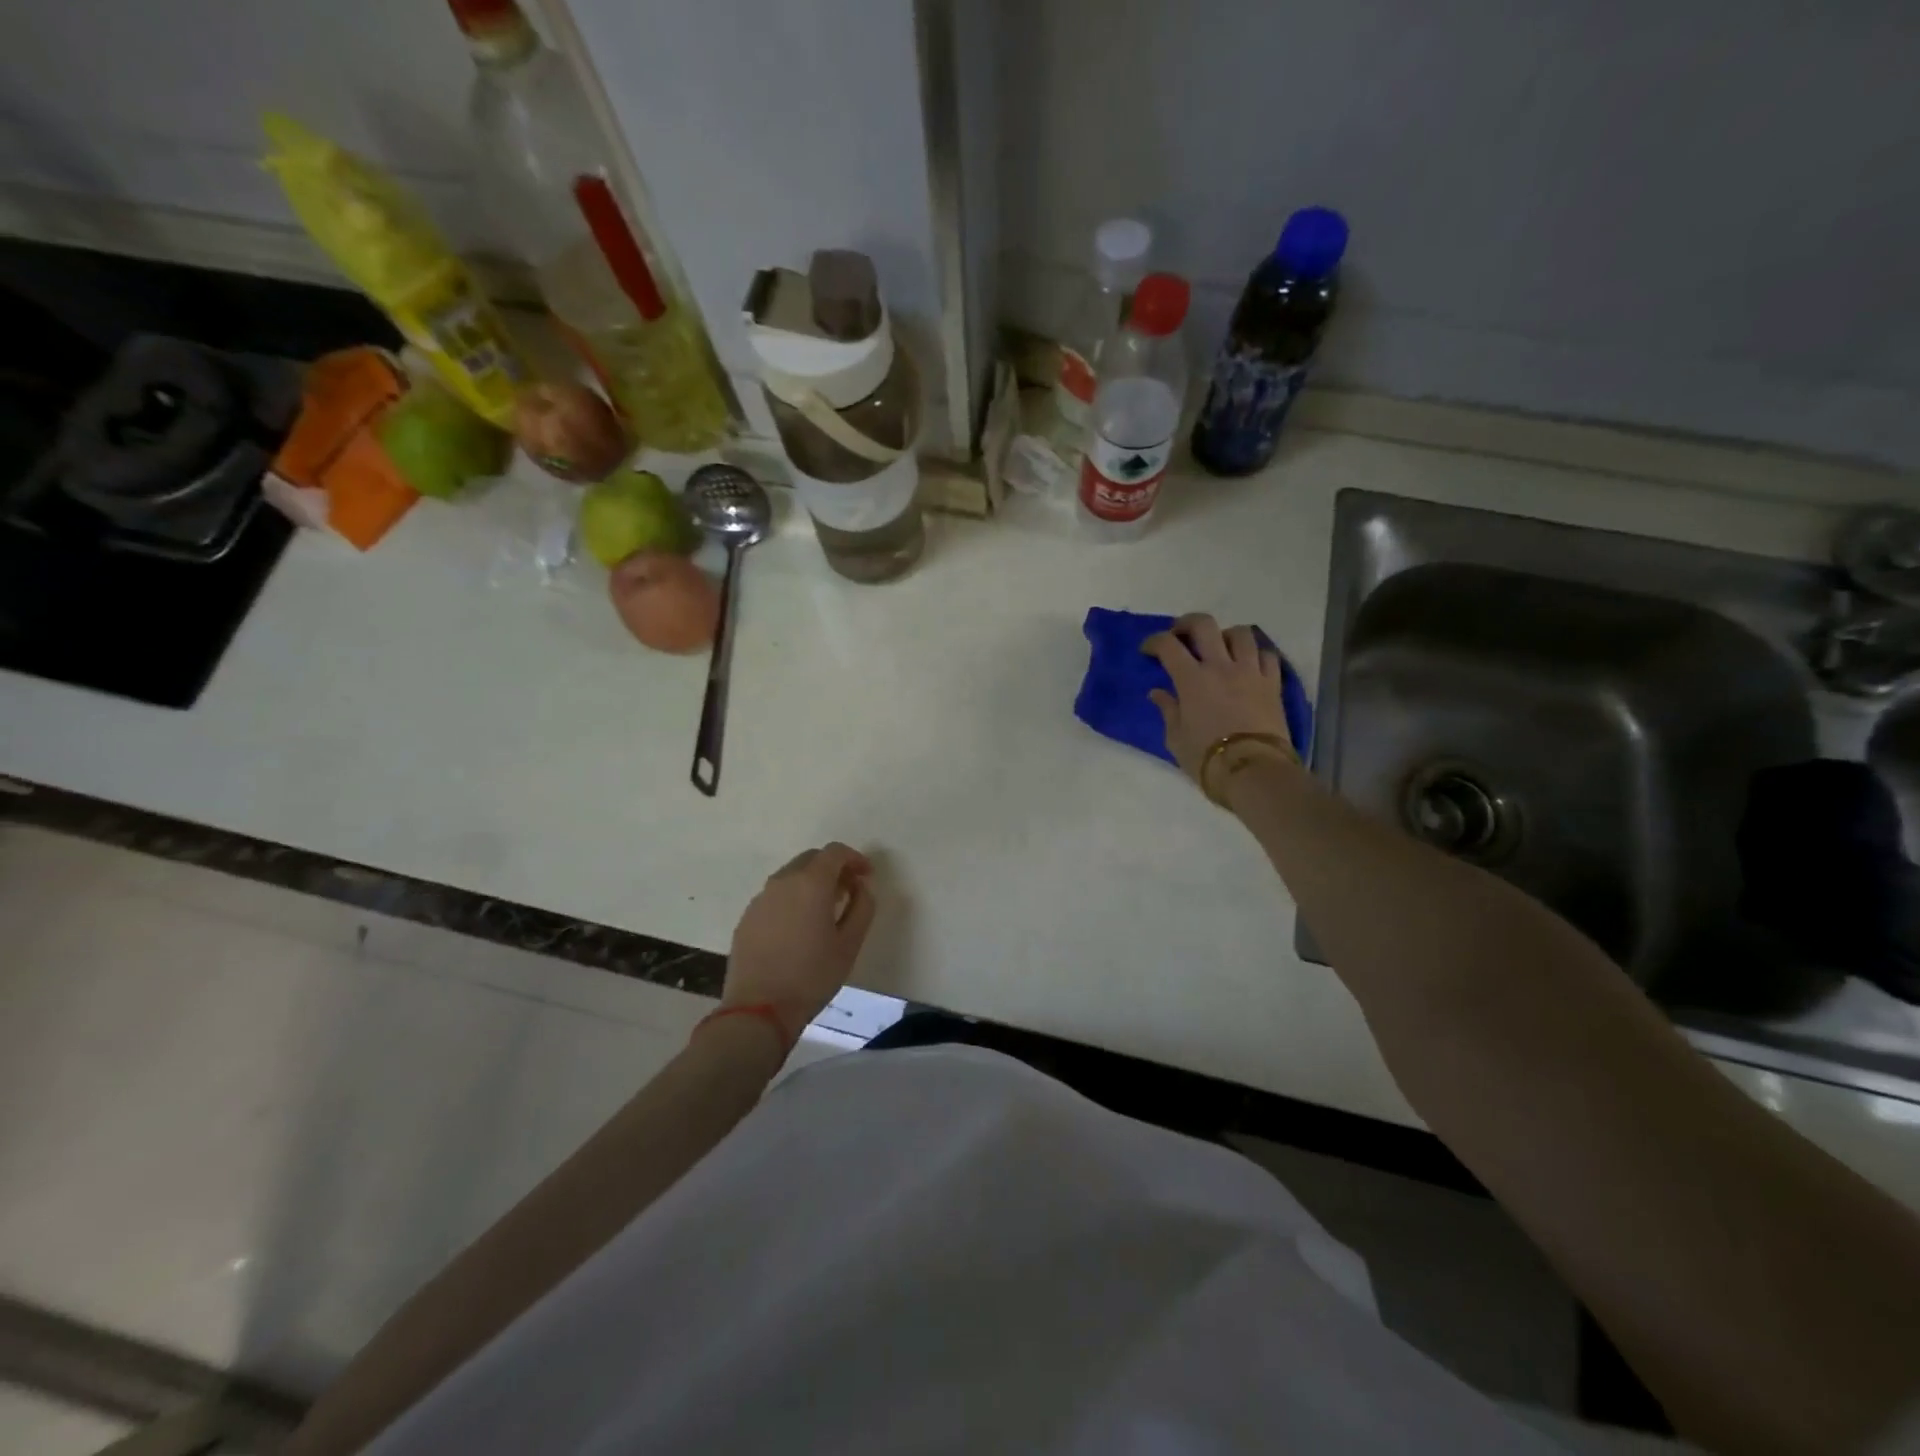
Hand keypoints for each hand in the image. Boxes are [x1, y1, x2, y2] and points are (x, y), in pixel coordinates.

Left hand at [724, 843, 876, 1042]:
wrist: (758, 1010)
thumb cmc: (812, 976)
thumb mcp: (850, 944)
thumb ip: (862, 907)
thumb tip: (861, 887)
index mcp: (810, 883)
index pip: (835, 852)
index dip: (854, 858)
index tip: (866, 875)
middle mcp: (782, 882)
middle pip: (811, 859)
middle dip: (832, 868)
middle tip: (848, 891)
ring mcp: (760, 899)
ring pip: (791, 876)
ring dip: (811, 883)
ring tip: (824, 910)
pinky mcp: (747, 917)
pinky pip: (775, 896)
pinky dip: (792, 899)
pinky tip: (798, 927)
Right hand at [1144, 613, 1295, 788]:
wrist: (1254, 771)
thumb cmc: (1206, 758)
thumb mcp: (1176, 738)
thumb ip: (1168, 710)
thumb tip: (1158, 693)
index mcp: (1192, 679)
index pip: (1168, 645)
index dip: (1154, 642)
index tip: (1148, 651)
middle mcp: (1221, 666)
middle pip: (1204, 625)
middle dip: (1187, 623)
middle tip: (1180, 635)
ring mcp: (1250, 672)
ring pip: (1240, 633)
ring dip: (1226, 635)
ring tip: (1220, 648)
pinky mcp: (1273, 683)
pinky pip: (1267, 655)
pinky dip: (1255, 654)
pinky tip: (1248, 665)